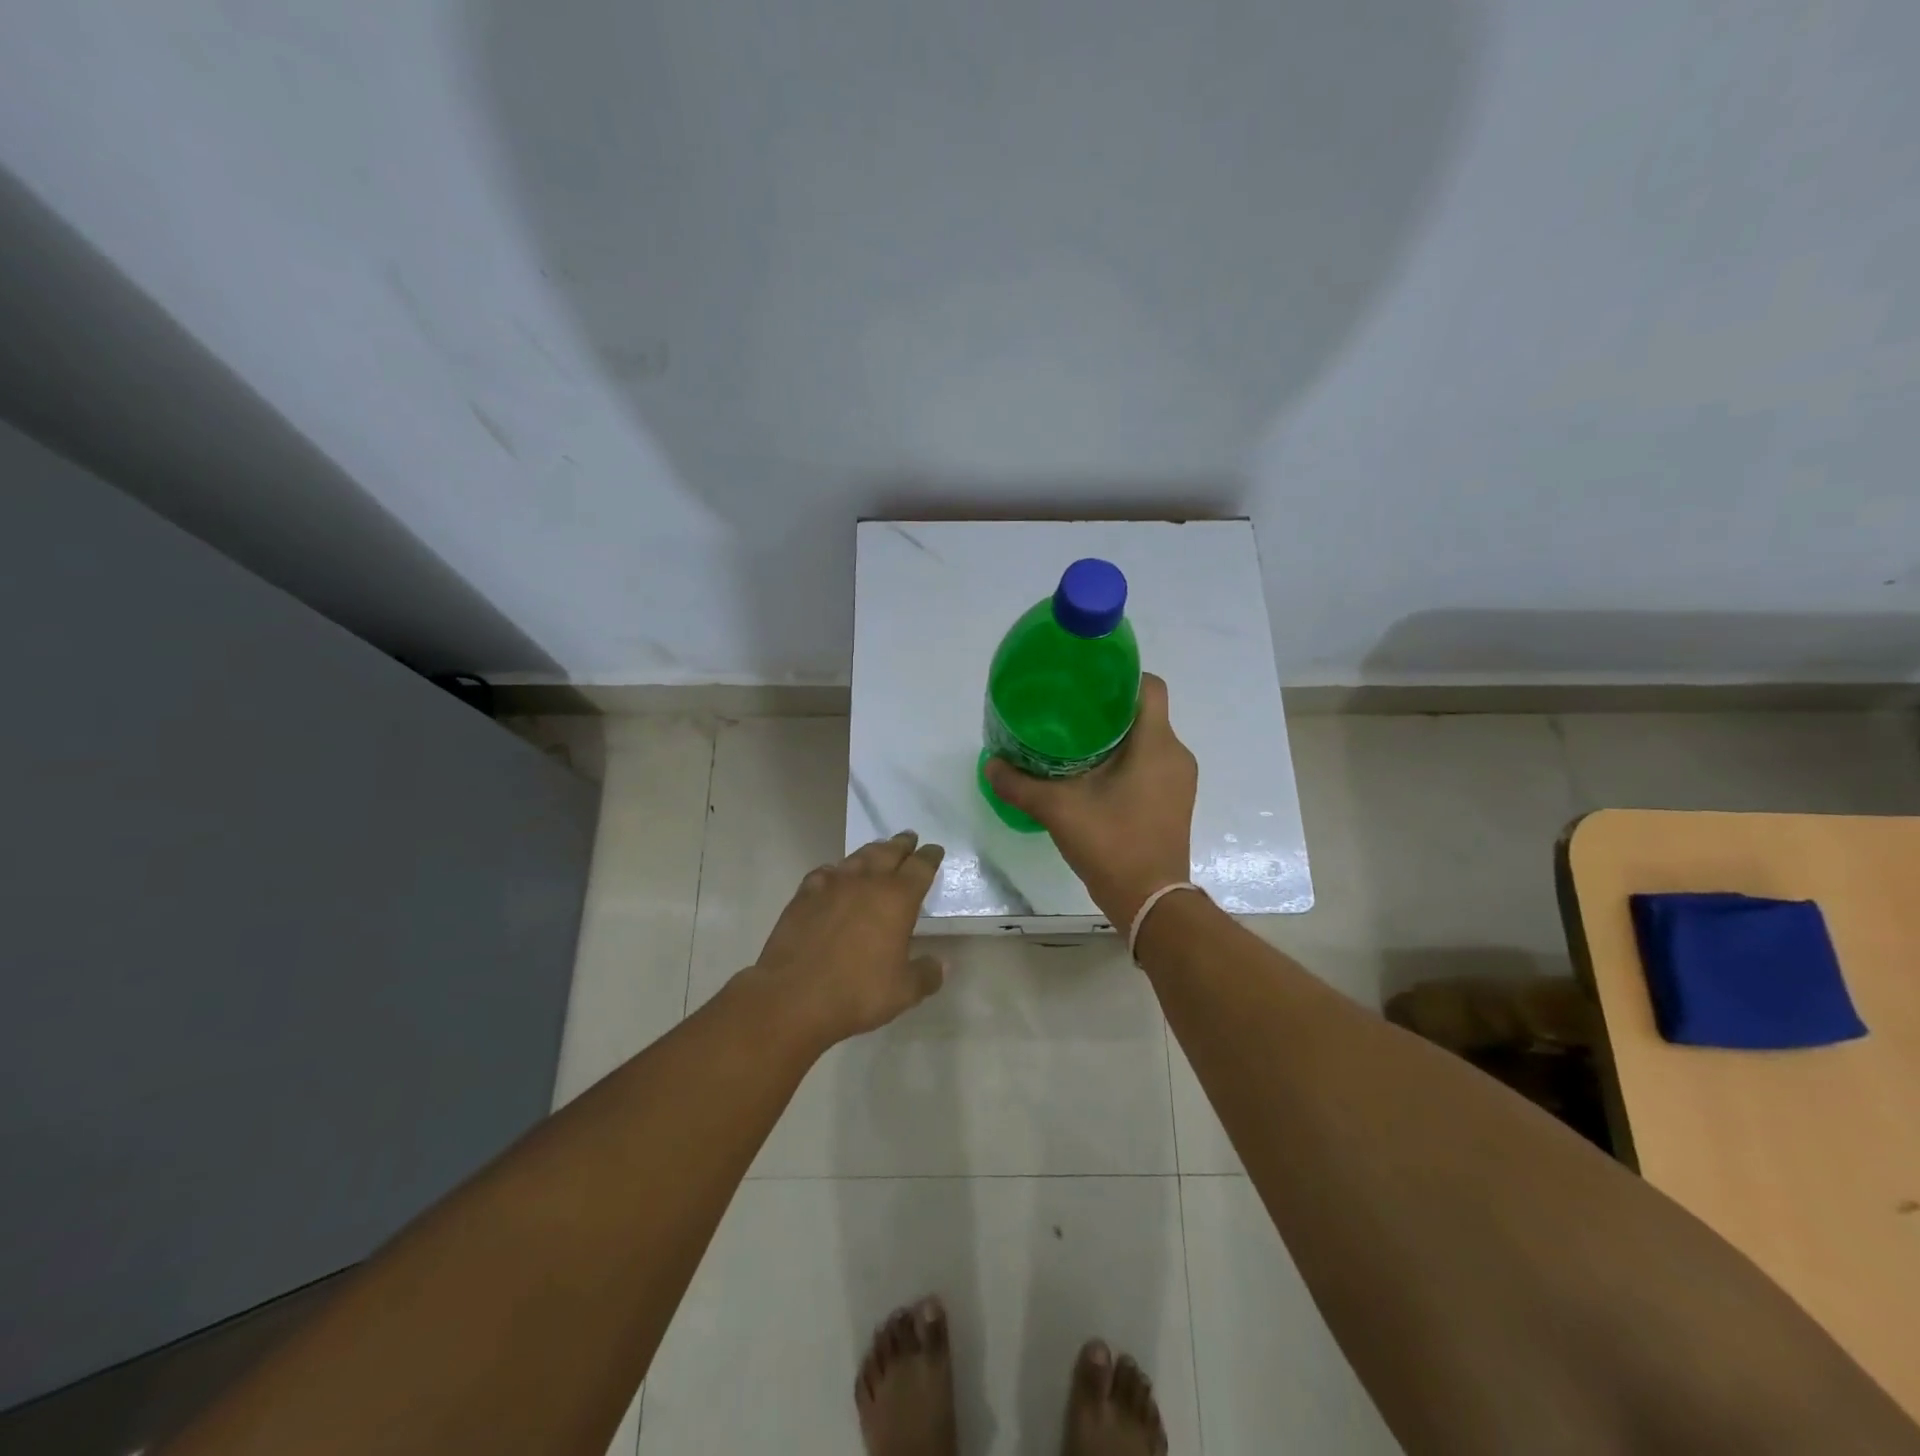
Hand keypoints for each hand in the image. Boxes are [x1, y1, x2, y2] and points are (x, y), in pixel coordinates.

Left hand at [743, 830, 947, 1048]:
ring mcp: (833, 885)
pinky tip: (835, 876)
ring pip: (858, 857)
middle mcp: (867, 882)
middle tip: (909, 838)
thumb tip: (942, 964)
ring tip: (879, 850)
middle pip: (889, 852)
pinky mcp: (805, 895)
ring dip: (873, 851)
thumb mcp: (903, 992)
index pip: (920, 867)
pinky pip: (826, 872)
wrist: (794, 996)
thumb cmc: (857, 992)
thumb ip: (926, 974)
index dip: (930, 857)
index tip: (935, 850)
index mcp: (898, 899)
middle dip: (902, 844)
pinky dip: (837, 870)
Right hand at [985, 673, 1196, 928]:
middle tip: (1067, 712)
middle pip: (1145, 713)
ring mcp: (1179, 781)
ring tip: (1074, 743)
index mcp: (1156, 744)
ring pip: (1148, 741)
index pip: (1149, 686)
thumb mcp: (1058, 810)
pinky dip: (1126, 761)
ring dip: (1116, 738)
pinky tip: (1093, 776)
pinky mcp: (1174, 802)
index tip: (1086, 682)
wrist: (1150, 902)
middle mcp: (1176, 755)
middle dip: (1108, 709)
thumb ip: (1021, 785)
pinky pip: (1152, 764)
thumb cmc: (1112, 844)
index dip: (1120, 676)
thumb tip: (990, 765)